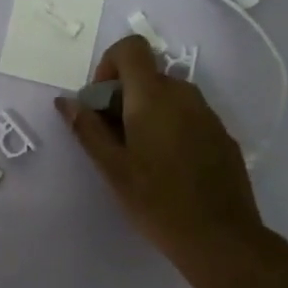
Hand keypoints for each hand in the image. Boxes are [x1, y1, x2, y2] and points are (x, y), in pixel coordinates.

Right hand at [56, 35, 262, 253]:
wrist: (221, 239)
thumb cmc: (157, 202)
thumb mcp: (113, 168)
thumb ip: (87, 129)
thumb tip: (65, 101)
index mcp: (153, 96)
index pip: (131, 47)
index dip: (109, 65)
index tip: (102, 103)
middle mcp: (184, 94)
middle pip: (147, 75)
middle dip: (123, 97)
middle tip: (113, 139)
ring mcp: (208, 114)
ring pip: (168, 96)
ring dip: (147, 112)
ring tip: (140, 157)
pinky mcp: (222, 135)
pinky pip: (188, 115)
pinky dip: (171, 126)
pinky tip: (169, 168)